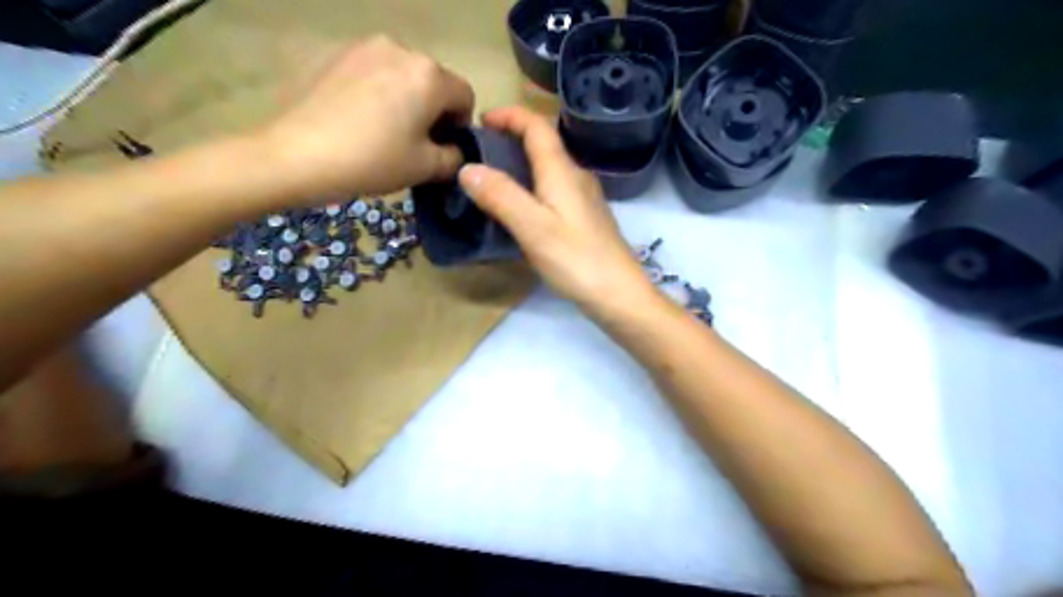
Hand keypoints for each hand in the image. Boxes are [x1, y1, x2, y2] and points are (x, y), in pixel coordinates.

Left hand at [257, 35, 472, 199]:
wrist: (296, 154)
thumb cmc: (373, 160)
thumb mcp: (426, 168)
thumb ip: (454, 158)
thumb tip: (455, 152)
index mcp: (429, 75)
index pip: (465, 96)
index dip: (461, 125)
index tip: (444, 147)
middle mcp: (401, 49)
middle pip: (433, 82)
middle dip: (433, 110)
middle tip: (416, 142)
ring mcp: (364, 47)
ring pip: (403, 75)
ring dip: (406, 99)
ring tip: (385, 130)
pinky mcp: (336, 54)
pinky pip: (373, 72)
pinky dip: (378, 92)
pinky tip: (360, 118)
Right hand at [458, 106, 657, 314]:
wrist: (619, 294)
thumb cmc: (577, 259)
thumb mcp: (533, 227)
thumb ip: (501, 196)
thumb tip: (467, 168)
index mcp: (562, 172)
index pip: (537, 126)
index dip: (509, 115)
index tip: (480, 119)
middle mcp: (576, 177)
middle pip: (544, 143)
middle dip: (512, 137)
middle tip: (481, 150)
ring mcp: (584, 199)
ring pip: (550, 168)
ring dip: (522, 162)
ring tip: (493, 177)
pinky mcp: (585, 219)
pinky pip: (555, 189)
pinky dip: (533, 185)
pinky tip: (521, 208)